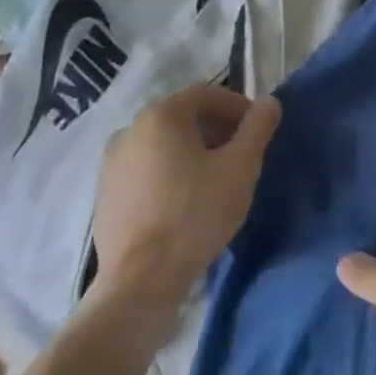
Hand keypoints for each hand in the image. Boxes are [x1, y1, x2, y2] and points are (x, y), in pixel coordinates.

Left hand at [92, 84, 280, 300]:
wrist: (141, 280)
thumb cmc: (196, 213)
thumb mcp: (241, 167)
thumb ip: (258, 128)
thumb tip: (269, 102)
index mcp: (161, 115)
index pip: (207, 94)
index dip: (238, 107)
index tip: (258, 130)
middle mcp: (130, 129)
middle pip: (183, 117)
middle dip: (217, 129)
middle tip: (241, 154)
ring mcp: (111, 163)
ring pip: (163, 144)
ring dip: (193, 151)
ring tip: (216, 180)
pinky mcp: (105, 194)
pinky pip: (145, 169)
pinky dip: (169, 173)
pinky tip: (186, 201)